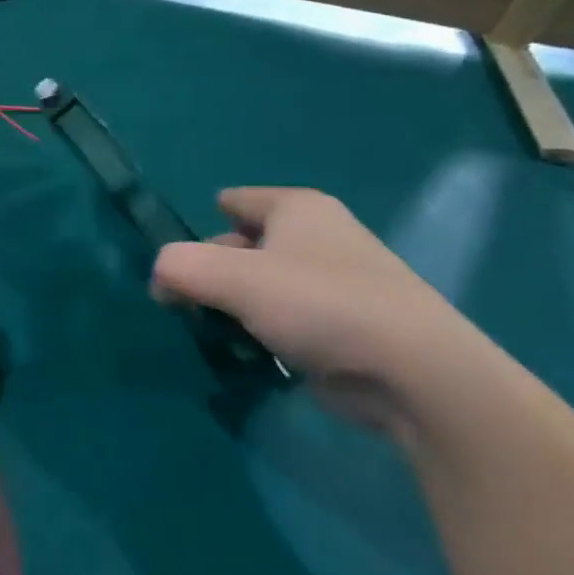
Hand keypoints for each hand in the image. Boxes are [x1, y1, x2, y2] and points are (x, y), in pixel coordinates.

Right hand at [151, 187, 501, 431]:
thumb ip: (180, 267)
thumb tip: (159, 280)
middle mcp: (319, 237)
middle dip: (214, 271)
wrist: (414, 373)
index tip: (180, 260)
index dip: (204, 223)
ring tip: (213, 333)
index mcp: (298, 208)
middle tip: (185, 303)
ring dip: (236, 307)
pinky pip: (287, 320)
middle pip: (245, 245)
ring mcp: (337, 283)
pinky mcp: (346, 327)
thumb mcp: (232, 278)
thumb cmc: (319, 304)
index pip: (237, 201)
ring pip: (265, 286)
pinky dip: (265, 332)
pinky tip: (249, 354)